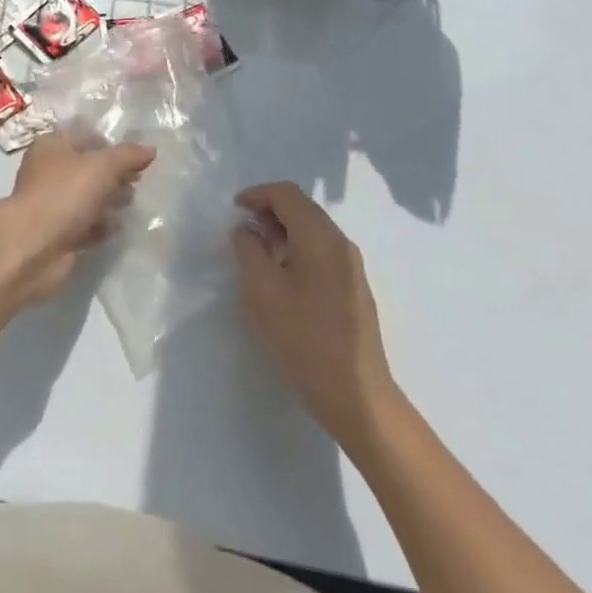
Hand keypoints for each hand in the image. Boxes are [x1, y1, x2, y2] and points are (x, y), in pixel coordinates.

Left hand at [0, 127, 154, 308]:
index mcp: (52, 146)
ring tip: (130, 205)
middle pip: (87, 168)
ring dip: (109, 201)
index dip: (111, 146)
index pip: (86, 137)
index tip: (135, 160)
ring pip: (86, 197)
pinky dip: (99, 225)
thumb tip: (150, 149)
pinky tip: (116, 228)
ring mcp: (51, 204)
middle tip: (136, 183)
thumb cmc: (65, 193)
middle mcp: (48, 171)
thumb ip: (128, 156)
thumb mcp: (102, 166)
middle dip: (113, 175)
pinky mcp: (56, 233)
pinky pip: (84, 224)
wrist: (33, 247)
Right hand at [232, 182, 397, 450]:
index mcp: (320, 237)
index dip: (257, 194)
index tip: (234, 209)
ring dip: (283, 232)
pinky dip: (297, 250)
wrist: (358, 398)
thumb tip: (246, 231)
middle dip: (269, 212)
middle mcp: (340, 243)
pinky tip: (282, 278)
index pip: (287, 194)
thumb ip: (249, 252)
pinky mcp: (354, 289)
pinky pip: (322, 252)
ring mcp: (351, 267)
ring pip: (312, 231)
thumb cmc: (305, 341)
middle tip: (242, 231)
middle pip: (302, 208)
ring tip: (257, 255)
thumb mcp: (263, 293)